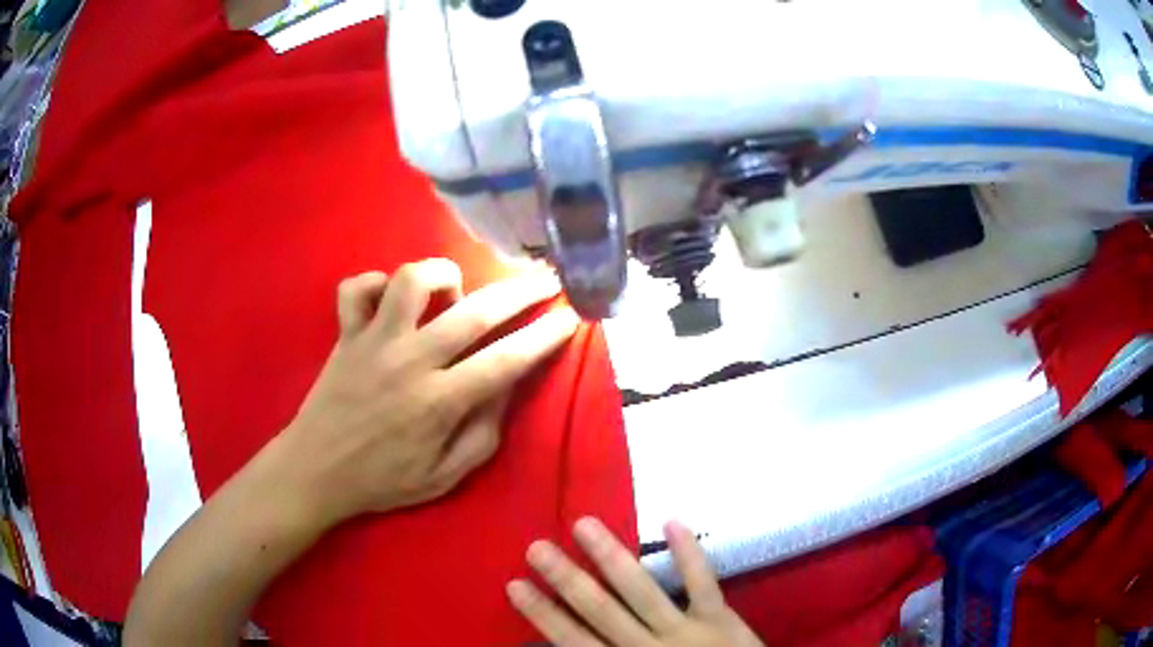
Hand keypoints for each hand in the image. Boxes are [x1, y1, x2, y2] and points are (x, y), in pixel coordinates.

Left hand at [275, 259, 578, 526]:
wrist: (317, 471)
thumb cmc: (383, 480)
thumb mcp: (444, 477)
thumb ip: (483, 433)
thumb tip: (508, 387)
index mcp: (438, 402)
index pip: (505, 361)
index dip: (544, 337)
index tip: (570, 318)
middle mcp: (409, 361)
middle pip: (474, 312)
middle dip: (520, 291)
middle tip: (546, 279)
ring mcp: (373, 341)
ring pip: (411, 280)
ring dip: (443, 275)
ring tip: (455, 290)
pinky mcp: (345, 333)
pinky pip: (357, 287)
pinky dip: (376, 283)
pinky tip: (391, 299)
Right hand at [508, 518, 762, 646]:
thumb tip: (569, 645)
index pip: (574, 642)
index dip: (544, 614)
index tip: (514, 584)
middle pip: (601, 611)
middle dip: (567, 579)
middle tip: (538, 545)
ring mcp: (686, 631)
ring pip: (643, 591)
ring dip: (612, 558)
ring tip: (585, 524)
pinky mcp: (720, 620)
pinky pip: (703, 584)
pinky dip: (689, 554)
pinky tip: (672, 520)